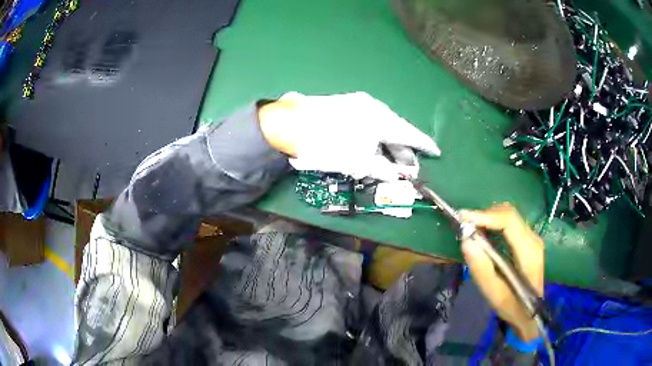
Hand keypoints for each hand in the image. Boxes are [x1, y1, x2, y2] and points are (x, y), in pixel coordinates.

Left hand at [258, 92, 439, 180]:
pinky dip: (374, 137)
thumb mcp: (360, 163)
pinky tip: (371, 149)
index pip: (411, 134)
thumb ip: (386, 169)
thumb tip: (403, 174)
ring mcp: (359, 103)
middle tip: (408, 168)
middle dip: (403, 151)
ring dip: (388, 145)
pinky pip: (368, 122)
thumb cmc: (328, 146)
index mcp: (382, 120)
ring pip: (382, 126)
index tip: (436, 152)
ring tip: (389, 163)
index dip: (425, 145)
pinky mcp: (345, 104)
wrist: (290, 125)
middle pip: (396, 130)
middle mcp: (375, 107)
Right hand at [459, 203, 543, 341]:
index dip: (485, 216)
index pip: (509, 221)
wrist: (531, 313)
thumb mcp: (495, 294)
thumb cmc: (513, 306)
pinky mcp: (527, 241)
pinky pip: (509, 223)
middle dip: (484, 215)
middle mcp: (533, 239)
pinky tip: (483, 234)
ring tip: (470, 230)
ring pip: (509, 216)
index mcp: (529, 251)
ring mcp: (532, 238)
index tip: (462, 218)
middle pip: (509, 214)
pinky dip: (493, 224)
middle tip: (463, 225)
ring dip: (488, 218)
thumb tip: (466, 241)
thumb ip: (482, 269)